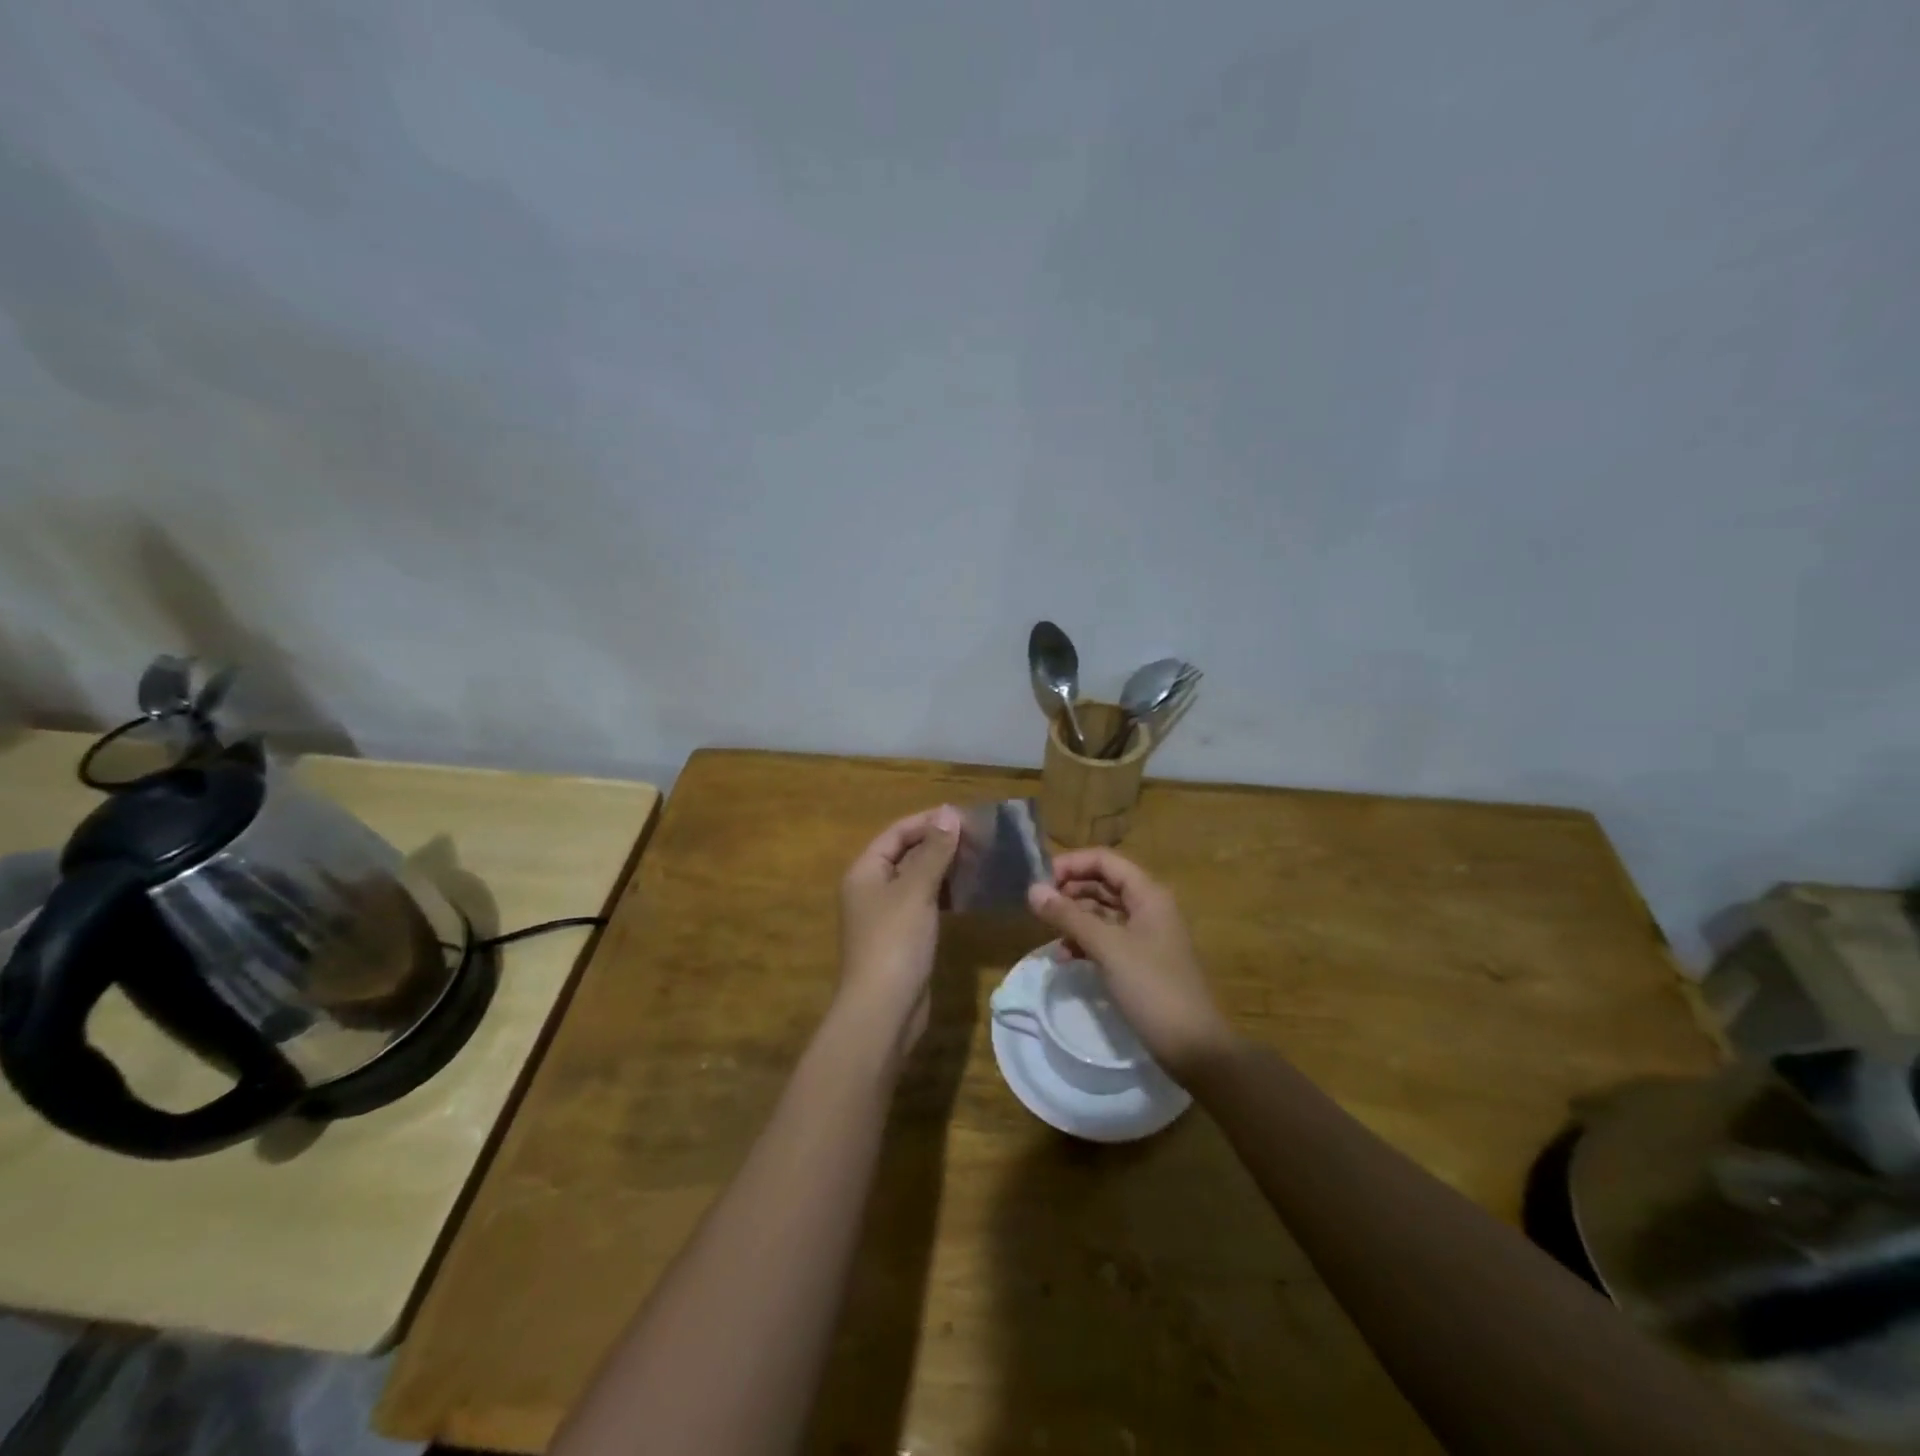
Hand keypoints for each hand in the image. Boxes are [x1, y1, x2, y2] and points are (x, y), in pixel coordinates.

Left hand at [837, 805, 961, 1055]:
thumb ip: (934, 851)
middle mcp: (872, 889)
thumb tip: (948, 813)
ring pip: (917, 880)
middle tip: (978, 837)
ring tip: (979, 859)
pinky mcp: (903, 938)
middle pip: (906, 854)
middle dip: (939, 844)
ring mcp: (887, 915)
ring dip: (944, 868)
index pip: (896, 832)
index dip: (927, 821)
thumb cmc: (895, 942)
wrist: (883, 1011)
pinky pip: (924, 904)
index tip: (963, 816)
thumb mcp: (916, 891)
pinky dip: (944, 894)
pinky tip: (969, 892)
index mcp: (865, 871)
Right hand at [1026, 848, 1236, 1082]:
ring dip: (1074, 917)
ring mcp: (1145, 935)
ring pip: (1103, 912)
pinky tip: (1064, 957)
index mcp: (1148, 894)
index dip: (1071, 864)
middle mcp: (1148, 907)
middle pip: (1103, 883)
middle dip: (1070, 890)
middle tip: (1038, 905)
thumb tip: (1032, 890)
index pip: (1104, 861)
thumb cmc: (1152, 988)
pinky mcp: (1140, 961)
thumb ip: (1069, 916)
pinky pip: (1107, 939)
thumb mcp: (1107, 948)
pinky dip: (1085, 942)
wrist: (1194, 1047)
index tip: (1039, 880)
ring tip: (1046, 931)